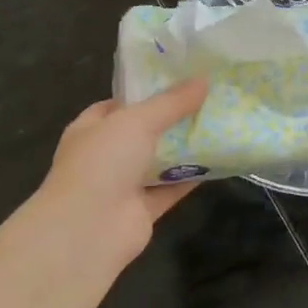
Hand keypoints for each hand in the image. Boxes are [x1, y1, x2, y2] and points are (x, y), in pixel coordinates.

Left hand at [34, 79, 210, 274]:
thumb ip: (171, 102)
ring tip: (218, 125)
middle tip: (208, 100)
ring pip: (159, 161)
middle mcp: (105, 155)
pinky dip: (191, 177)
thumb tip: (203, 80)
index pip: (119, 104)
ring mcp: (123, 184)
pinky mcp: (143, 209)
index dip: (147, 92)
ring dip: (184, 148)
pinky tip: (218, 161)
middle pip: (143, 132)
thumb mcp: (137, 121)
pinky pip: (171, 188)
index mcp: (92, 128)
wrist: (89, 228)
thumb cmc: (102, 162)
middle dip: (172, 119)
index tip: (180, 81)